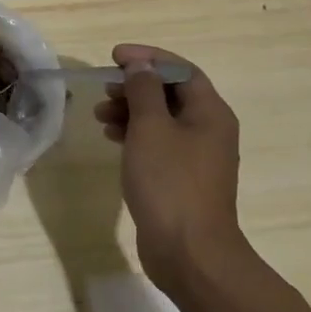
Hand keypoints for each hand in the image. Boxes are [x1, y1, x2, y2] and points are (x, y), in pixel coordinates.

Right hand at [93, 43, 249, 288]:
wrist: (189, 254)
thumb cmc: (170, 182)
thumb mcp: (150, 127)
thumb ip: (143, 90)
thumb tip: (140, 66)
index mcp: (210, 113)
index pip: (181, 70)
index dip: (148, 58)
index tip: (115, 57)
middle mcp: (209, 130)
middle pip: (170, 93)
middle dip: (135, 85)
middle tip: (104, 88)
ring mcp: (197, 157)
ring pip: (161, 118)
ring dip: (130, 109)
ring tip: (100, 115)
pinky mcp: (182, 178)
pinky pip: (158, 142)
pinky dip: (134, 134)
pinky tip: (112, 138)